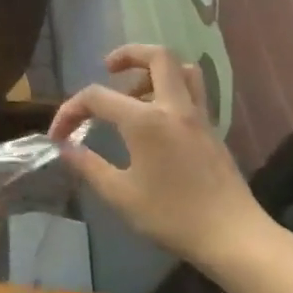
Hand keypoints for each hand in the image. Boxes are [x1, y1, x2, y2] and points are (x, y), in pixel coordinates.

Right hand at [50, 45, 273, 265]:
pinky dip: (172, 90)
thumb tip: (65, 148)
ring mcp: (198, 116)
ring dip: (155, 69)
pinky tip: (158, 119)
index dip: (71, 110)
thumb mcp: (121, 196)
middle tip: (108, 69)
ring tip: (134, 92)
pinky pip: (193, 92)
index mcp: (145, 120)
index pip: (97, 97)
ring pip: (182, 69)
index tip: (59, 135)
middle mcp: (173, 107)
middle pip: (156, 56)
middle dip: (128, 54)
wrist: (234, 237)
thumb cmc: (173, 217)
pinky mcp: (212, 130)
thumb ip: (89, 166)